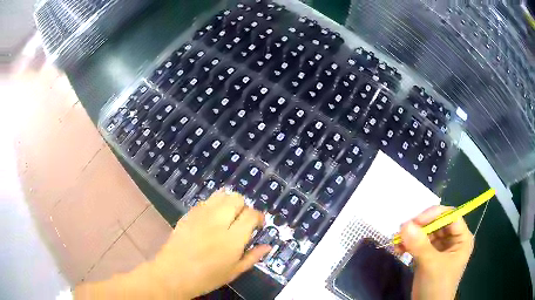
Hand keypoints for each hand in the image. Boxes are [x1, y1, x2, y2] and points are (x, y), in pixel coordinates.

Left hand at [149, 189, 270, 298]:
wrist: (173, 274)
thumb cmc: (206, 278)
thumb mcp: (234, 272)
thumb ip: (253, 257)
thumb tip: (268, 246)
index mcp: (233, 239)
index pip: (251, 214)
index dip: (258, 217)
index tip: (258, 224)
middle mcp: (218, 222)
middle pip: (236, 199)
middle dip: (243, 206)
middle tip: (241, 220)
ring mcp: (201, 215)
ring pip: (221, 194)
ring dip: (228, 202)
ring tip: (227, 216)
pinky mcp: (188, 214)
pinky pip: (205, 201)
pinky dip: (213, 205)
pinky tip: (211, 219)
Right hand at [396, 206, 473, 299]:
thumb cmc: (437, 286)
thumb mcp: (431, 265)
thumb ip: (420, 245)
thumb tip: (405, 225)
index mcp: (461, 238)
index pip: (450, 216)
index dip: (434, 215)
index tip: (414, 221)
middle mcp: (452, 240)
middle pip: (437, 223)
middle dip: (419, 227)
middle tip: (402, 231)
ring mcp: (440, 248)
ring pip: (426, 233)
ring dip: (411, 236)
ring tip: (397, 243)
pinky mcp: (428, 256)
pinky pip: (418, 244)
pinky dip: (408, 245)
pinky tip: (398, 250)